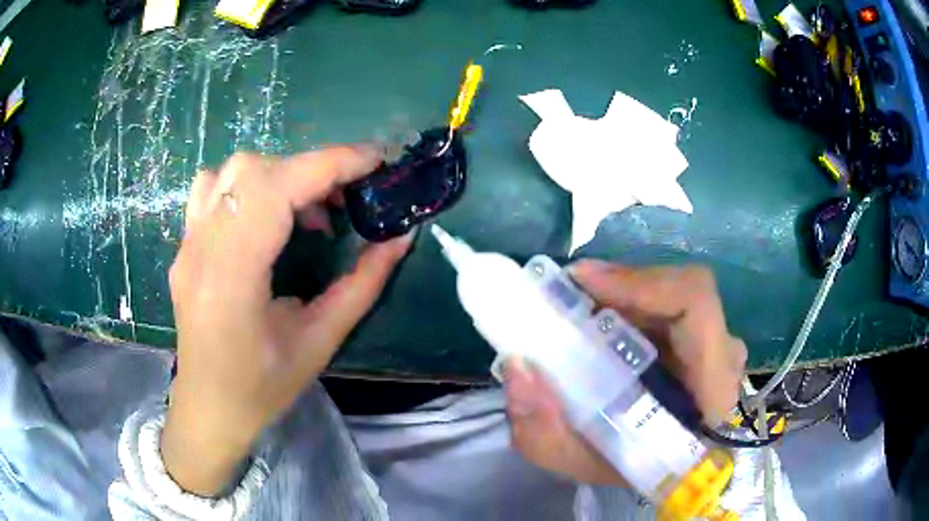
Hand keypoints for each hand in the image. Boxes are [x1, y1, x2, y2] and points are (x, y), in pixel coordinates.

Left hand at [161, 149, 413, 495]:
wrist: (208, 407)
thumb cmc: (262, 389)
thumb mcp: (320, 343)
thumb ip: (362, 285)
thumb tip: (401, 237)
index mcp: (232, 279)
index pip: (276, 190)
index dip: (330, 164)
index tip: (375, 160)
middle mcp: (201, 250)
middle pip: (253, 170)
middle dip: (309, 170)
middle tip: (344, 199)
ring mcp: (187, 244)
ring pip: (231, 172)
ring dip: (278, 175)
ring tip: (304, 211)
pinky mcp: (184, 245)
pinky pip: (212, 189)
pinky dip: (248, 185)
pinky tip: (265, 216)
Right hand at [505, 260, 745, 484]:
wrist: (666, 468)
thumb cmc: (632, 468)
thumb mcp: (579, 463)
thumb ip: (543, 432)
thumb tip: (517, 367)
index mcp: (711, 390)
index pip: (696, 306)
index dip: (641, 282)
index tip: (583, 283)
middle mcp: (723, 355)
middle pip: (683, 290)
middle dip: (622, 286)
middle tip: (567, 293)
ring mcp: (718, 341)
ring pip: (674, 291)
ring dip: (624, 292)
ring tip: (577, 303)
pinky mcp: (706, 334)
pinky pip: (671, 300)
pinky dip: (632, 299)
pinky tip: (601, 314)